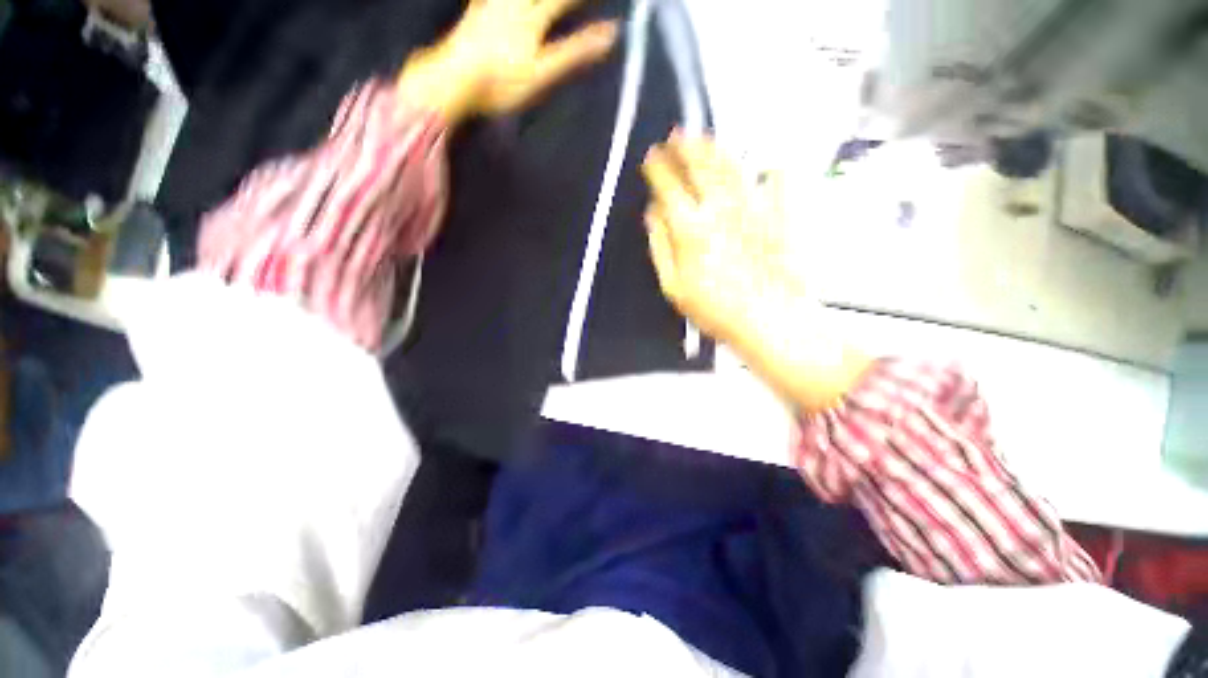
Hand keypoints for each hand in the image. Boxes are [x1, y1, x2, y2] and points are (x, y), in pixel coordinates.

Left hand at [398, 0, 618, 123]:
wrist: (455, 79)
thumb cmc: (502, 82)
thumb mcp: (543, 71)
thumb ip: (574, 51)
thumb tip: (610, 34)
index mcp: (532, 19)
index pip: (561, 0)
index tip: (600, 1)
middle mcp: (512, 4)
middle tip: (562, 1)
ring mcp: (490, 6)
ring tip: (538, 2)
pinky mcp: (474, 13)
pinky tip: (493, 2)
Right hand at [642, 134, 870, 409]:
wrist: (768, 320)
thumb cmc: (716, 309)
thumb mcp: (673, 286)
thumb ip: (660, 246)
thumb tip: (654, 216)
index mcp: (692, 227)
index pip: (669, 186)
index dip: (658, 169)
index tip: (651, 157)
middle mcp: (721, 209)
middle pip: (701, 168)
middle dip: (686, 148)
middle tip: (677, 134)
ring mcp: (754, 208)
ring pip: (733, 167)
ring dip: (717, 149)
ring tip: (707, 137)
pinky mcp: (779, 215)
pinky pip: (776, 182)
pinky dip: (770, 168)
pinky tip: (767, 161)